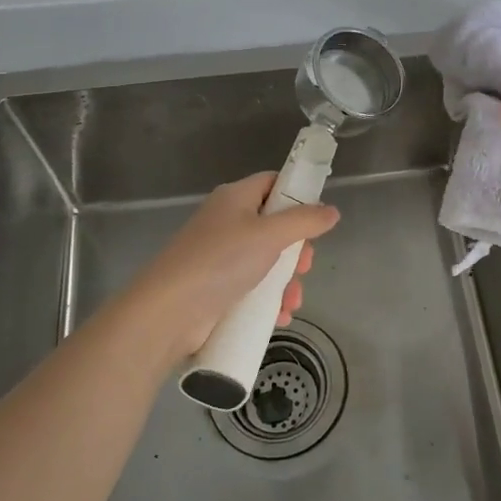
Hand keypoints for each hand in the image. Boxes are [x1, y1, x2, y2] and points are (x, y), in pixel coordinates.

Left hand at [118, 172, 340, 363]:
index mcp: (235, 198)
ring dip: (285, 281)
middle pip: (273, 226)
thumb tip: (332, 211)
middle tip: (304, 266)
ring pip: (266, 260)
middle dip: (295, 250)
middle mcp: (227, 221)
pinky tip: (279, 316)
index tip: (316, 219)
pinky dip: (268, 300)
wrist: (169, 311)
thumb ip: (304, 221)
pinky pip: (252, 287)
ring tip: (292, 301)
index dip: (296, 196)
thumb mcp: (270, 235)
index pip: (272, 183)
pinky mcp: (217, 287)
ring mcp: (220, 256)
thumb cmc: (221, 261)